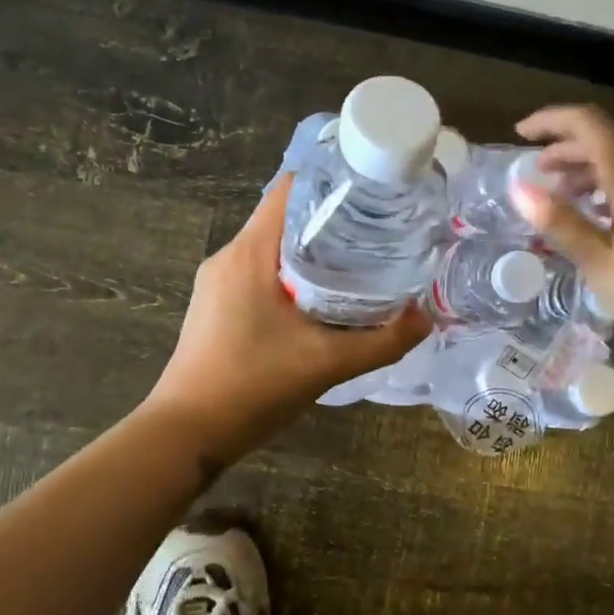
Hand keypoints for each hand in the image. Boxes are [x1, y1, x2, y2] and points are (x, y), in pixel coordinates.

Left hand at [145, 178, 429, 461]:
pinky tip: (321, 298)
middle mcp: (230, 256)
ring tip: (358, 260)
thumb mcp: (326, 364)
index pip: (289, 189)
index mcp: (250, 253)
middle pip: (284, 216)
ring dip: (311, 248)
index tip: (372, 191)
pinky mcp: (216, 305)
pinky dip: (292, 273)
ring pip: (273, 246)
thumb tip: (426, 318)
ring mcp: (218, 282)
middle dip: (330, 218)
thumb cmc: (252, 387)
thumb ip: (382, 341)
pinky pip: (260, 272)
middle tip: (378, 229)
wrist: (187, 433)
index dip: (332, 181)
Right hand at [511, 105, 613, 351]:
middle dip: (566, 149)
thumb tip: (520, 189)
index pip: (588, 124)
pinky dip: (610, 186)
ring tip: (563, 198)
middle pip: (606, 140)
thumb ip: (561, 223)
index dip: (551, 121)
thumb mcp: (600, 262)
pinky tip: (601, 218)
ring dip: (588, 169)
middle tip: (537, 173)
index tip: (520, 135)